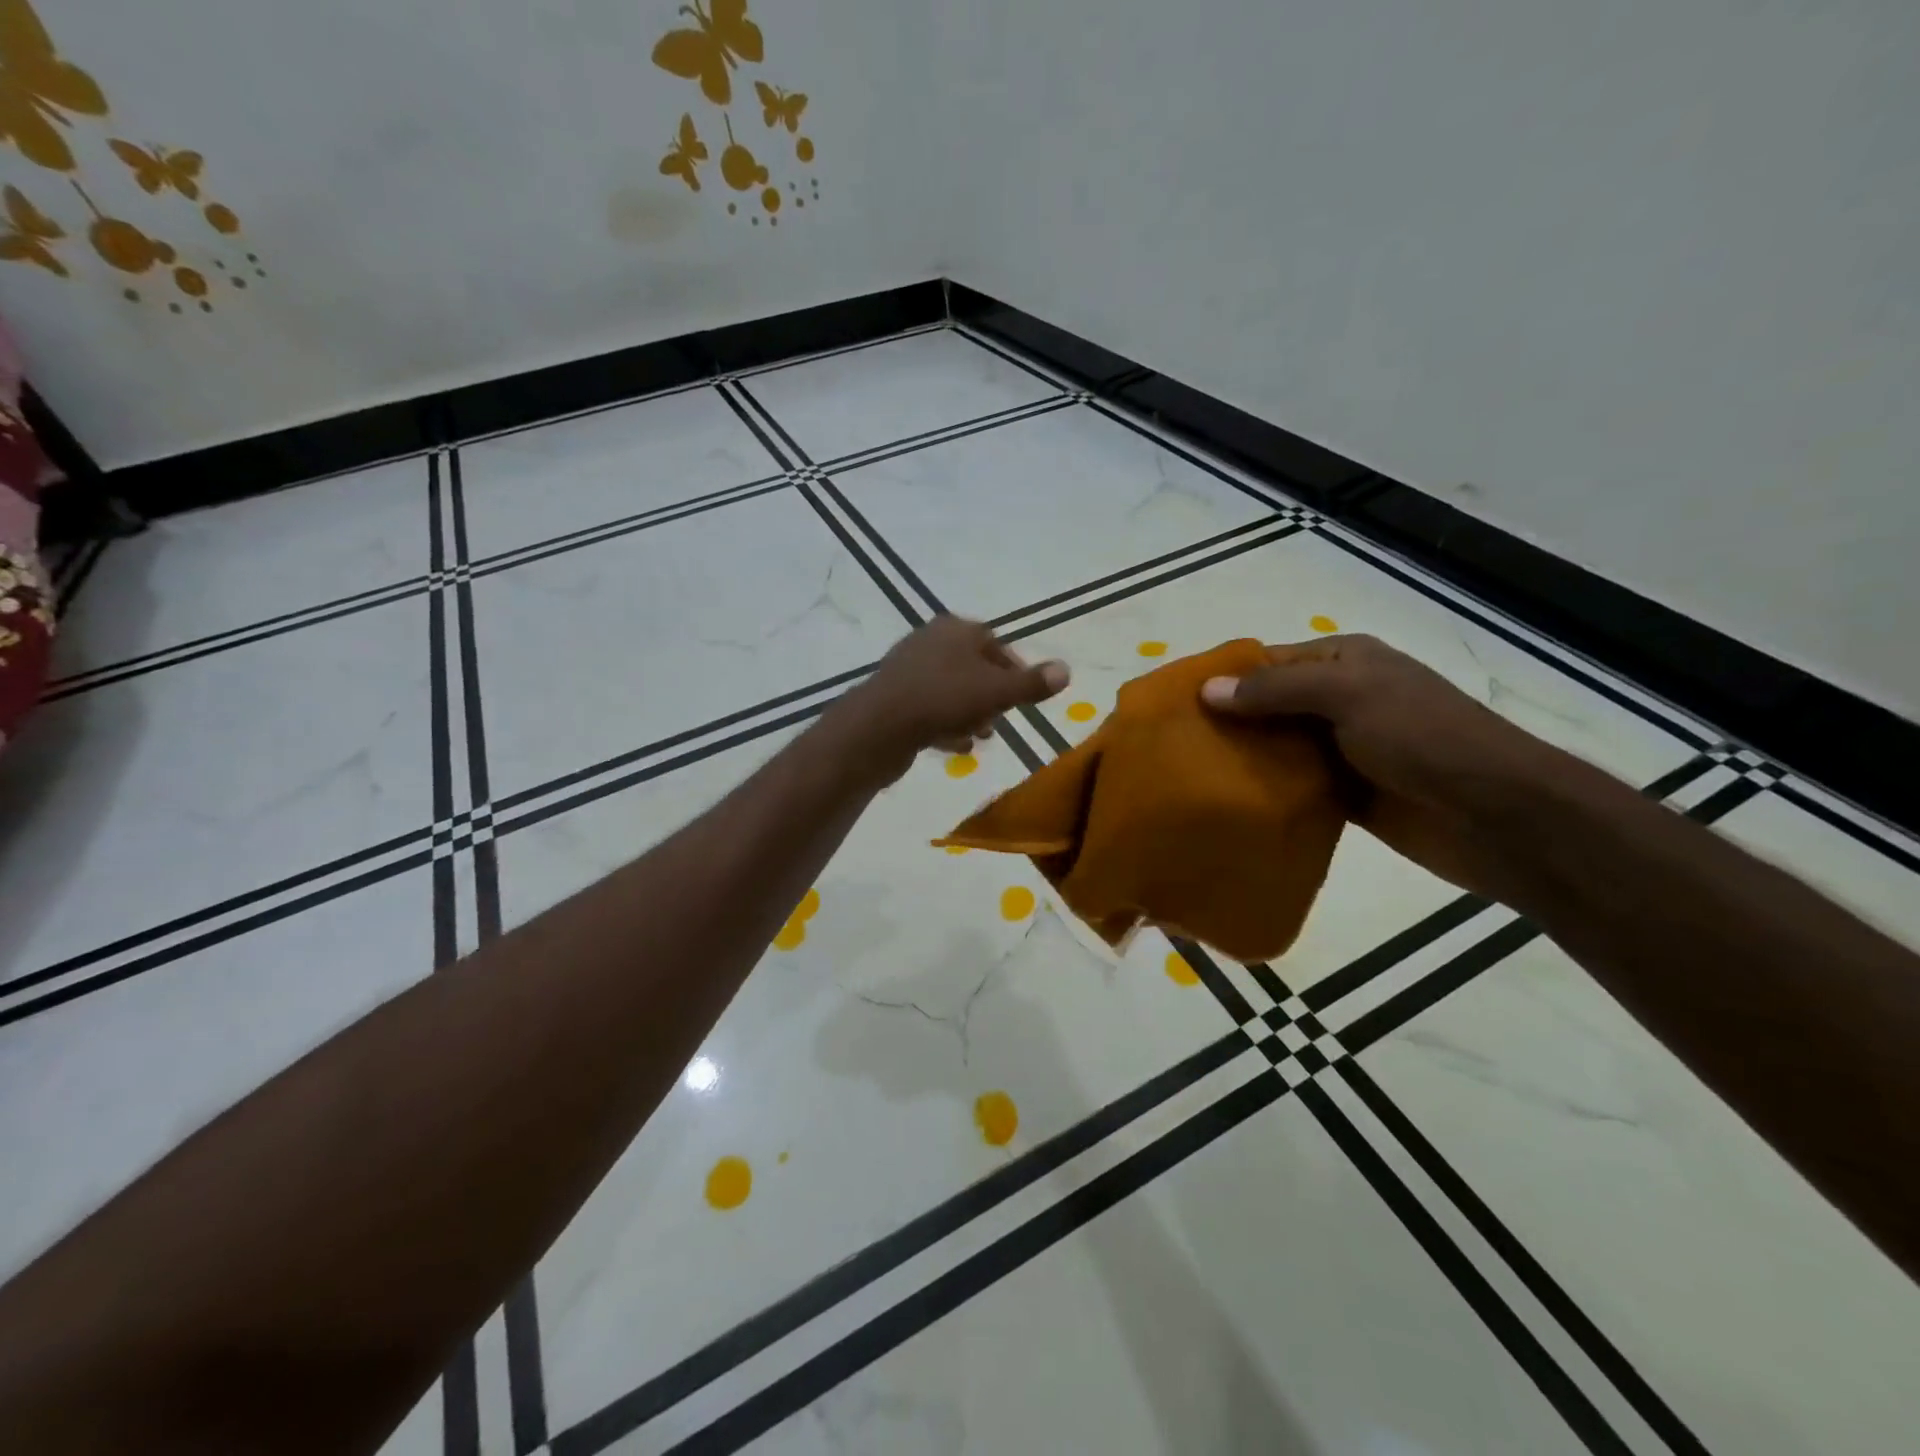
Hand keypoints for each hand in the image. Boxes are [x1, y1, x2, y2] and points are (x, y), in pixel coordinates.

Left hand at [830, 616, 1068, 782]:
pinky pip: (928, 707)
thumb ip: (1031, 683)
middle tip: (1001, 720)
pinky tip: (955, 747)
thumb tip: (1066, 670)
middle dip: (990, 695)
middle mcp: (930, 641)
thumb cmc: (943, 699)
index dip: (1014, 670)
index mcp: (956, 630)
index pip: (995, 643)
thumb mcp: (996, 692)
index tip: (1024, 697)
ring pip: (950, 689)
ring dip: (969, 713)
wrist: (879, 726)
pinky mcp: (893, 696)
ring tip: (981, 737)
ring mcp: (908, 668)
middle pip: (971, 667)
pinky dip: (945, 724)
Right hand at [1200, 634, 1568, 900]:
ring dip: (1244, 761)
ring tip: (1189, 776)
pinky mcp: (1348, 794)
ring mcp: (1345, 749)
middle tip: (1174, 745)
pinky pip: (1296, 787)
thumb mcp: (1349, 696)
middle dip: (1227, 723)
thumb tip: (1206, 689)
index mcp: (1346, 663)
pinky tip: (1229, 803)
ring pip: (1279, 749)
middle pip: (1269, 707)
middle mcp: (1342, 700)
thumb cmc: (1424, 738)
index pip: (1269, 663)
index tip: (1177, 703)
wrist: (1498, 816)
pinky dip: (1267, 793)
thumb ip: (1276, 691)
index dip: (1225, 679)